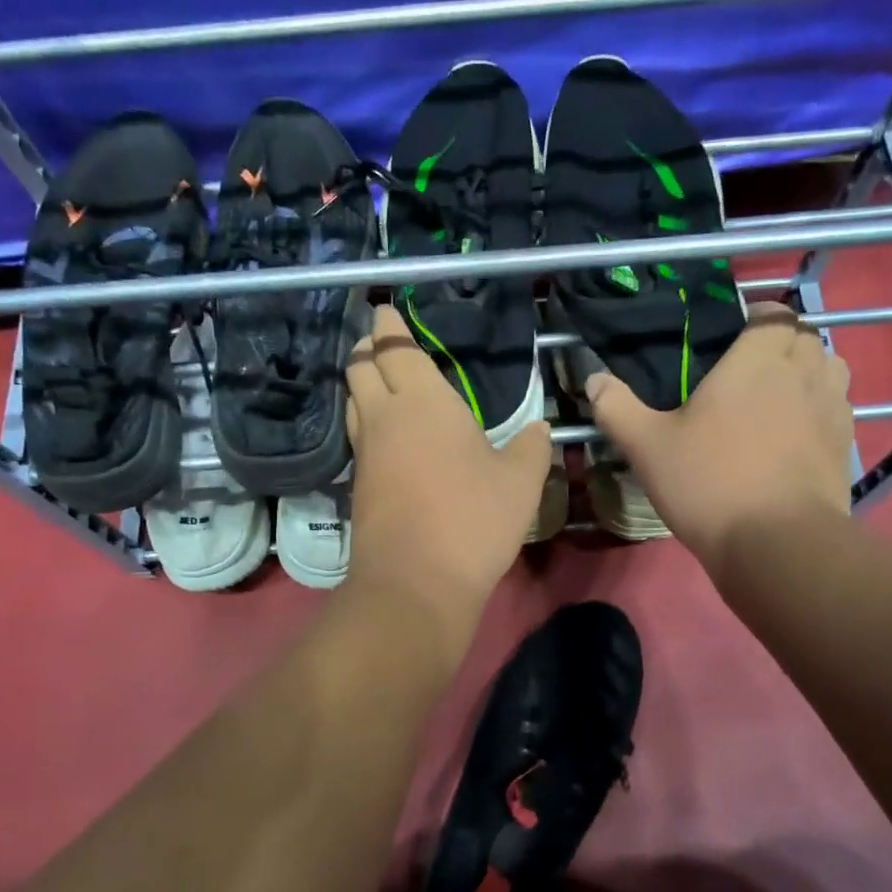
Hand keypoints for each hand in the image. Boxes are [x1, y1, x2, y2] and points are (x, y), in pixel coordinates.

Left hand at [344, 305, 550, 624]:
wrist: (415, 582)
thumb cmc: (472, 519)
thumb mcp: (520, 481)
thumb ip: (530, 448)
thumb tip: (538, 430)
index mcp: (422, 400)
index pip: (394, 347)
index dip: (388, 324)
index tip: (386, 309)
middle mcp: (384, 417)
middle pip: (359, 367)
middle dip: (366, 346)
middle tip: (380, 339)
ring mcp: (366, 453)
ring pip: (353, 402)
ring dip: (362, 383)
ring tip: (381, 379)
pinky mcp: (359, 486)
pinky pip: (359, 437)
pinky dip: (367, 421)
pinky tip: (388, 433)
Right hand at [587, 302, 852, 573]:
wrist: (776, 542)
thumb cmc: (708, 482)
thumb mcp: (647, 446)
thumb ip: (617, 408)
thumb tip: (593, 379)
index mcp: (757, 360)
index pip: (773, 314)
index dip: (757, 317)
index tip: (734, 335)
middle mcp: (803, 372)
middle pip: (805, 337)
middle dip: (782, 342)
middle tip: (749, 369)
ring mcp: (832, 408)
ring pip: (830, 369)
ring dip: (808, 371)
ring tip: (778, 396)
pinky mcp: (845, 444)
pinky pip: (838, 408)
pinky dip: (820, 408)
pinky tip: (794, 435)